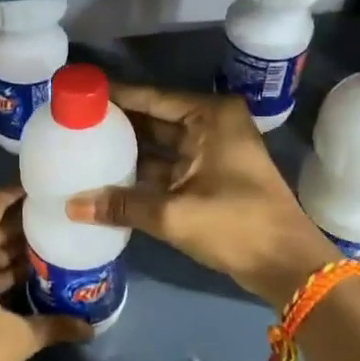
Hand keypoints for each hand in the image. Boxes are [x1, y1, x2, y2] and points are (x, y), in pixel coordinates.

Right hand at [65, 84, 335, 311]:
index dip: (115, 96)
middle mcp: (211, 125)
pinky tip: (108, 177)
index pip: (152, 97)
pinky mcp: (210, 177)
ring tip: (82, 146)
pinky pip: (167, 166)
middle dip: (117, 122)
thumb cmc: (236, 224)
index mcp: (210, 116)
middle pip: (154, 118)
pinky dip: (142, 172)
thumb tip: (70, 206)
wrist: (289, 266)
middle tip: (73, 122)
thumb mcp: (174, 214)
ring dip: (127, 149)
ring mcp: (212, 152)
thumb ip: (121, 205)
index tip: (79, 94)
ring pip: (159, 144)